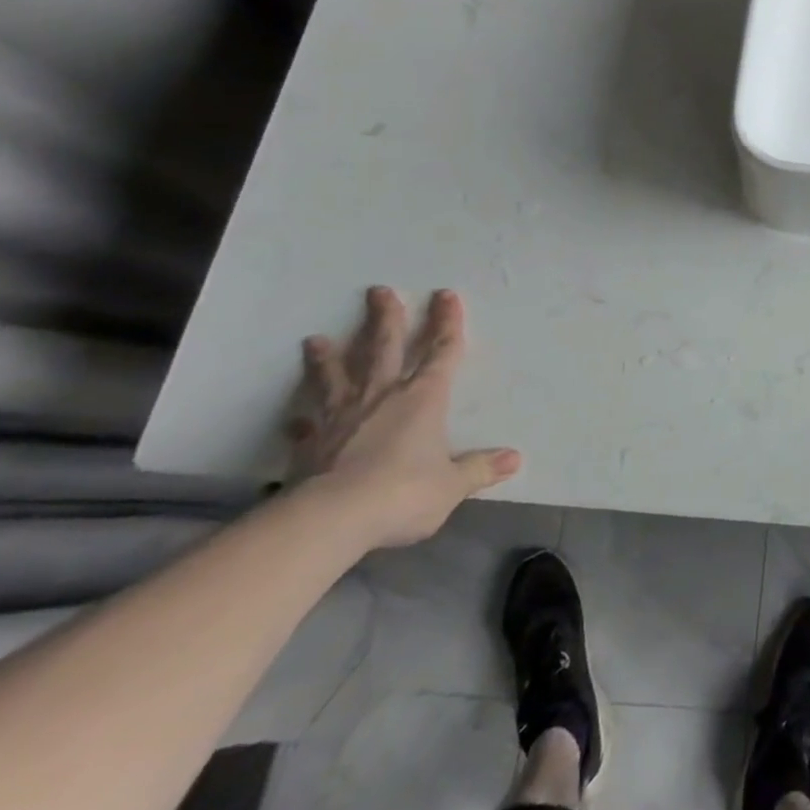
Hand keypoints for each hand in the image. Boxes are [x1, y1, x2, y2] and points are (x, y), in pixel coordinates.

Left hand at [288, 287, 520, 548]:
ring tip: (315, 340)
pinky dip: (301, 420)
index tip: (445, 295)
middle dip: (385, 318)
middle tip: (378, 291)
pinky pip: (306, 425)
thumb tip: (515, 459)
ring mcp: (341, 417)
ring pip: (336, 377)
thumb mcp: (451, 485)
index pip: (441, 352)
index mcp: (423, 398)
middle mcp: (382, 396)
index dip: (446, 323)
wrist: (330, 518)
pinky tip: (294, 419)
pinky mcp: (310, 443)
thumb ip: (479, 469)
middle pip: (384, 347)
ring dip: (328, 358)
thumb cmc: (402, 493)